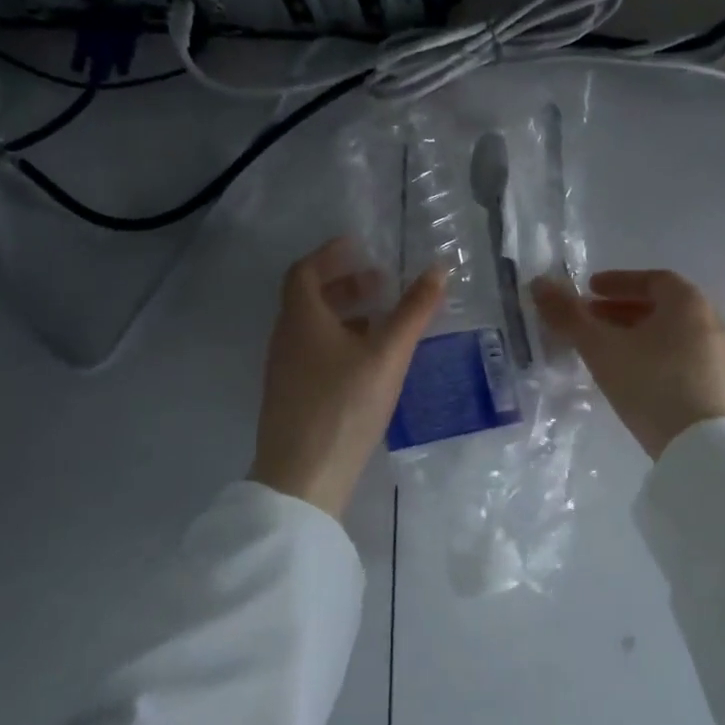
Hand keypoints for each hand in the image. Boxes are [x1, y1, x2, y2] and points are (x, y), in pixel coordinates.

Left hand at [252, 238, 445, 516]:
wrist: (303, 478)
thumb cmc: (344, 406)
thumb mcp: (386, 354)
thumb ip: (413, 312)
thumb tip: (438, 270)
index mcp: (301, 319)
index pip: (305, 271)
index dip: (330, 255)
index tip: (359, 246)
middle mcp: (286, 339)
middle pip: (310, 298)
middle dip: (346, 285)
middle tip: (382, 284)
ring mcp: (285, 371)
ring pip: (314, 328)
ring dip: (346, 315)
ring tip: (383, 322)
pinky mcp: (292, 397)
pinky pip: (315, 353)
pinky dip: (340, 342)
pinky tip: (369, 362)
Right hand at [532, 269, 724, 458]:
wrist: (703, 449)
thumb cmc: (651, 383)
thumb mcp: (601, 348)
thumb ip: (569, 315)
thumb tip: (538, 283)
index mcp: (688, 302)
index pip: (652, 279)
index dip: (618, 282)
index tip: (590, 290)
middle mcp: (710, 321)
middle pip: (661, 306)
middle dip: (621, 309)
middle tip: (589, 318)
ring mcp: (719, 356)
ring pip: (669, 334)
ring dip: (635, 333)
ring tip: (603, 348)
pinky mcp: (718, 387)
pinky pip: (680, 357)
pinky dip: (652, 354)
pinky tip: (629, 375)